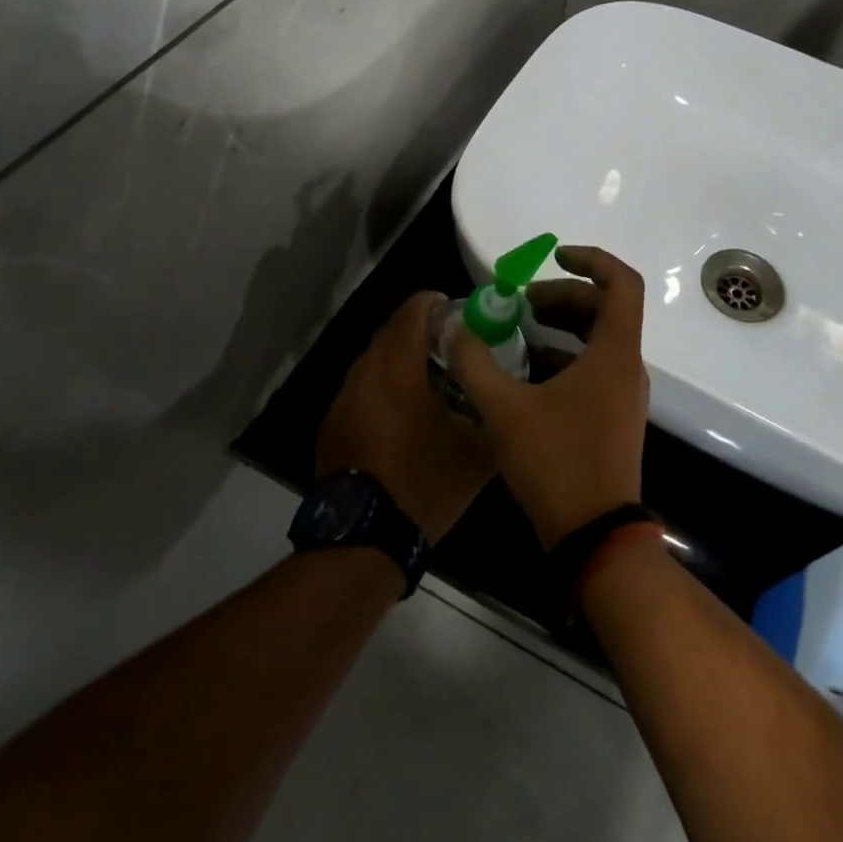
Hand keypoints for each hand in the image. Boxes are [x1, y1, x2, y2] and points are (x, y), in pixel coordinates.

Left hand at [316, 291, 493, 543]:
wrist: (364, 538)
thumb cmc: (424, 486)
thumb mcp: (476, 455)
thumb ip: (494, 415)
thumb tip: (510, 397)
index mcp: (400, 372)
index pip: (412, 313)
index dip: (434, 303)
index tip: (456, 311)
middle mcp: (366, 374)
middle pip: (390, 332)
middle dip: (419, 331)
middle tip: (450, 347)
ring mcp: (343, 399)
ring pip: (373, 360)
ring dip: (398, 359)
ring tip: (427, 382)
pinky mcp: (332, 423)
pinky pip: (360, 388)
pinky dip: (381, 387)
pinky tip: (399, 416)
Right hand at [449, 246, 648, 549]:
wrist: (594, 536)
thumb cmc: (556, 464)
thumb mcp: (505, 410)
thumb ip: (474, 363)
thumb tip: (452, 327)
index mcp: (613, 354)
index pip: (622, 283)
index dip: (592, 260)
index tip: (554, 256)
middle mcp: (626, 368)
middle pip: (605, 310)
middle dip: (563, 297)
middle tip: (521, 304)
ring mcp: (623, 396)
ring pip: (598, 342)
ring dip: (562, 329)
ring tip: (518, 333)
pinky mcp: (613, 418)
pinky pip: (593, 370)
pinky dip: (564, 359)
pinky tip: (525, 374)